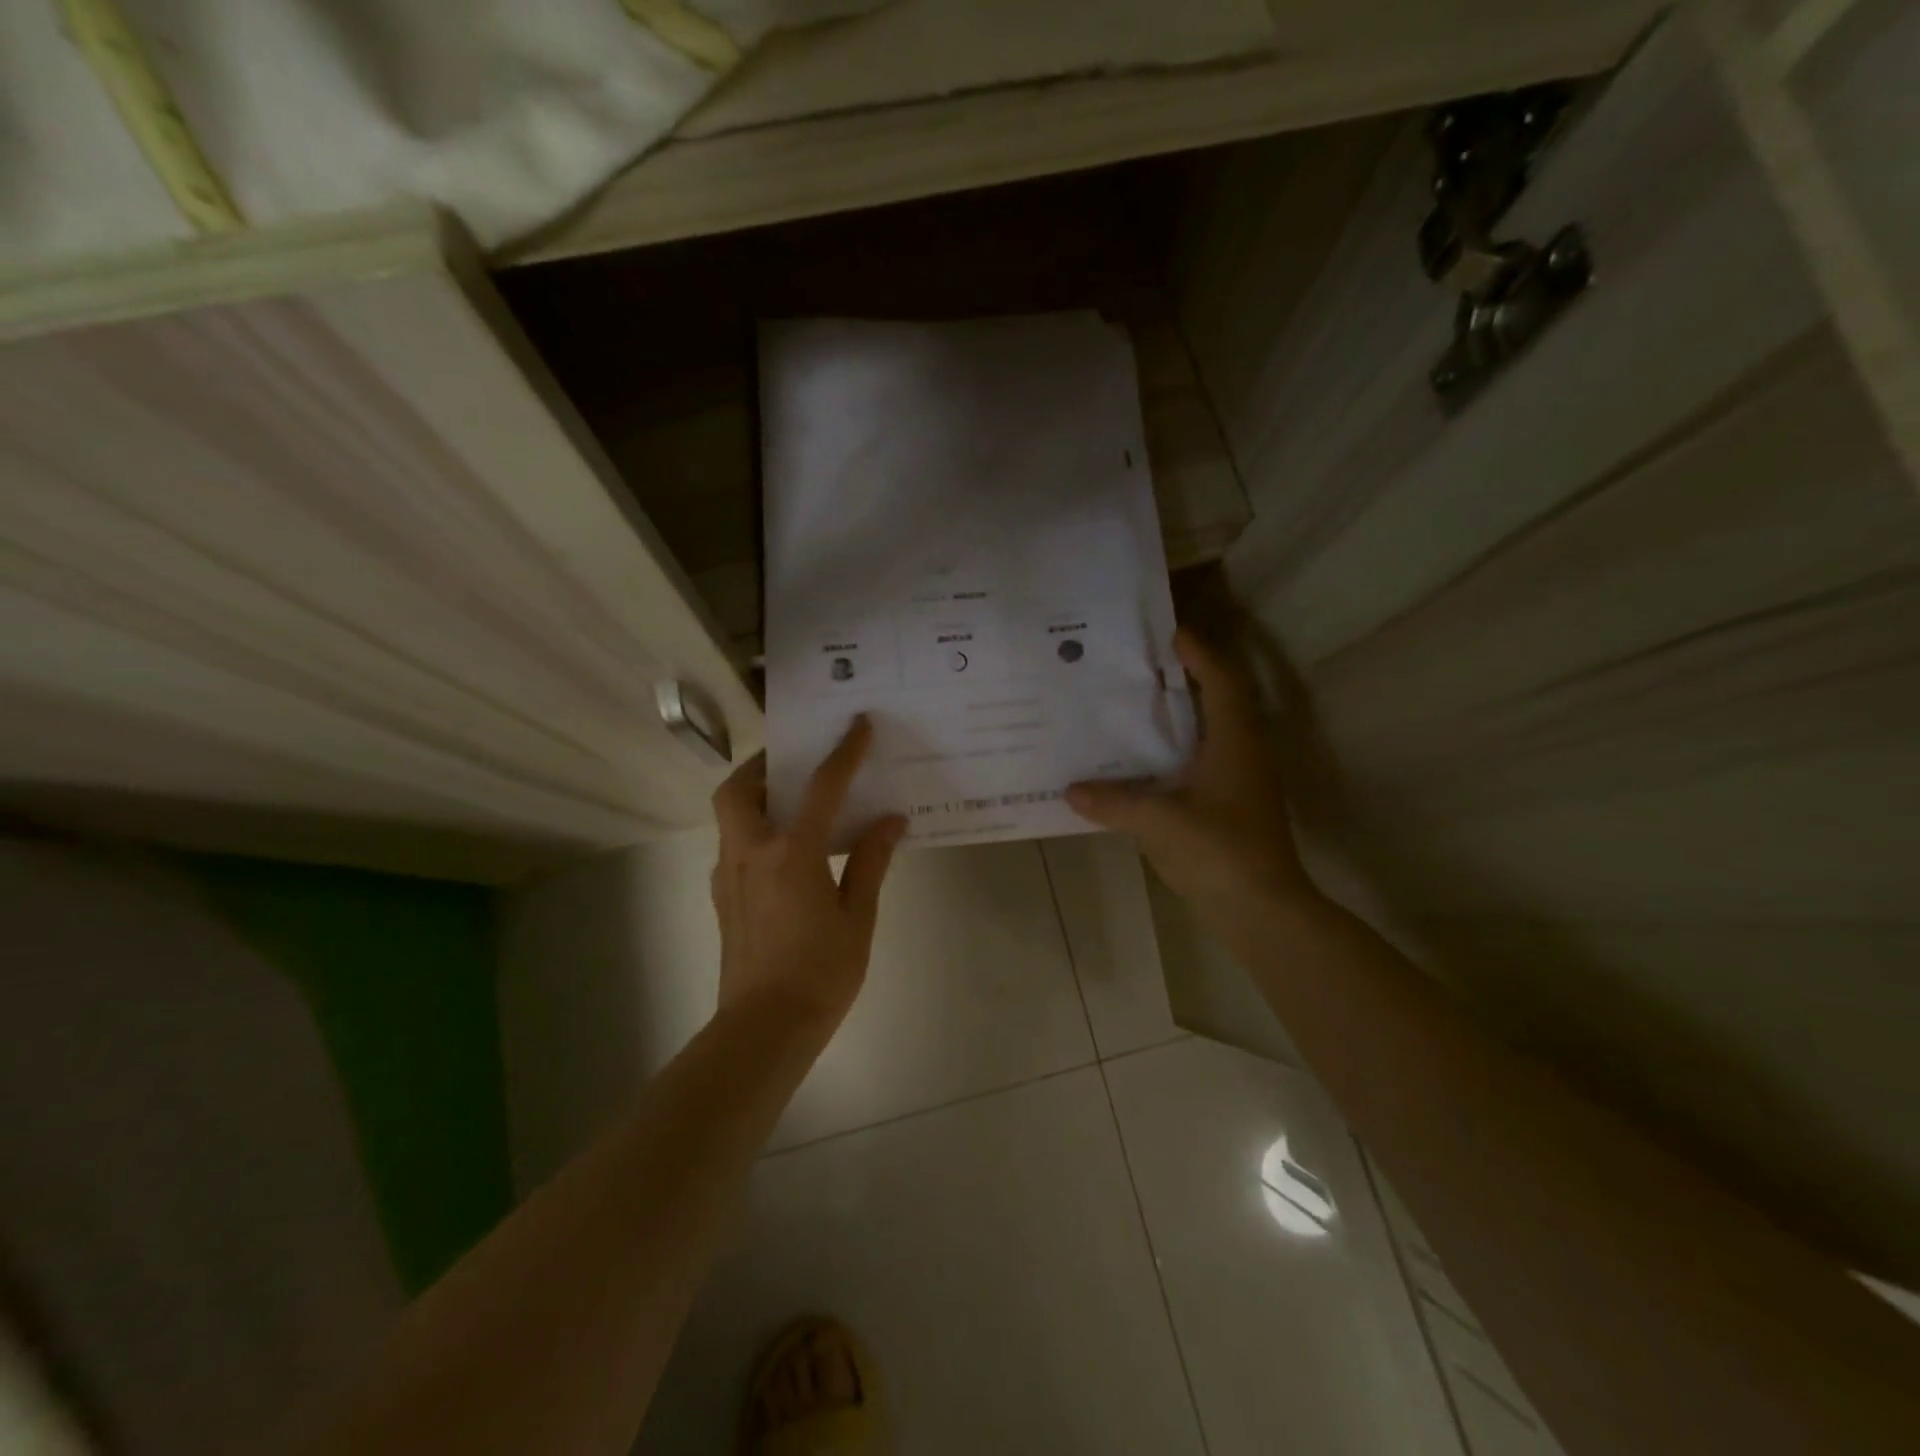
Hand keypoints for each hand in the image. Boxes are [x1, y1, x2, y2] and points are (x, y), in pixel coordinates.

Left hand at [710, 717, 907, 1027]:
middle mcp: (751, 853)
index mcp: (791, 854)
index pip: (820, 788)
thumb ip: (870, 862)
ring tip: (791, 799)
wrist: (764, 1028)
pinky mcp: (722, 896)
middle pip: (739, 788)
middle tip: (795, 759)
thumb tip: (891, 820)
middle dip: (763, 764)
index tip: (858, 726)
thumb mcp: (858, 917)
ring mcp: (729, 875)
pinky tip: (783, 848)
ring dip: (754, 793)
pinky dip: (753, 827)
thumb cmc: (820, 973)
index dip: (842, 753)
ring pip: (729, 814)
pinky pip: (733, 843)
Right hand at [1067, 629, 1317, 916]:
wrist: (1262, 910)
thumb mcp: (1158, 821)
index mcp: (1235, 742)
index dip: (1199, 653)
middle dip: (1183, 681)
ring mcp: (1241, 783)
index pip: (1221, 680)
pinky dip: (1175, 755)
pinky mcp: (1232, 808)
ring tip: (1134, 709)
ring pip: (1210, 735)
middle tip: (1139, 669)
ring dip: (1179, 718)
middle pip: (1217, 702)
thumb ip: (1113, 801)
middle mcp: (1243, 754)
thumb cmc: (1218, 851)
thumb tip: (1072, 789)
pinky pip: (1201, 765)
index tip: (1168, 634)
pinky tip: (1141, 766)